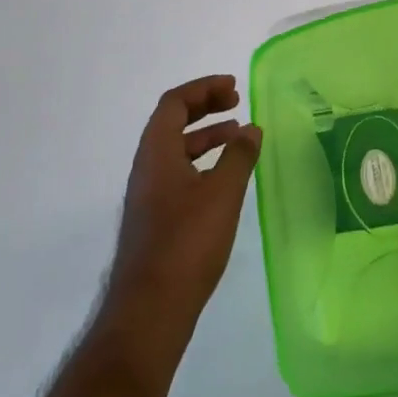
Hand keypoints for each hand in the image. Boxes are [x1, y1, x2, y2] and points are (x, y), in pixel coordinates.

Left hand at [102, 75, 261, 349]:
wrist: (150, 308)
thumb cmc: (187, 243)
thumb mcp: (222, 193)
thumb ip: (238, 156)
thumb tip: (251, 129)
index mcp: (156, 152)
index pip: (174, 103)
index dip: (203, 89)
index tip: (234, 88)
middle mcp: (146, 167)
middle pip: (172, 122)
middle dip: (204, 108)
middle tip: (237, 104)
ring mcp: (148, 195)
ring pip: (175, 150)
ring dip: (206, 136)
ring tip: (239, 137)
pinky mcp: (155, 219)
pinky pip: (178, 173)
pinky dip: (202, 163)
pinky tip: (225, 179)